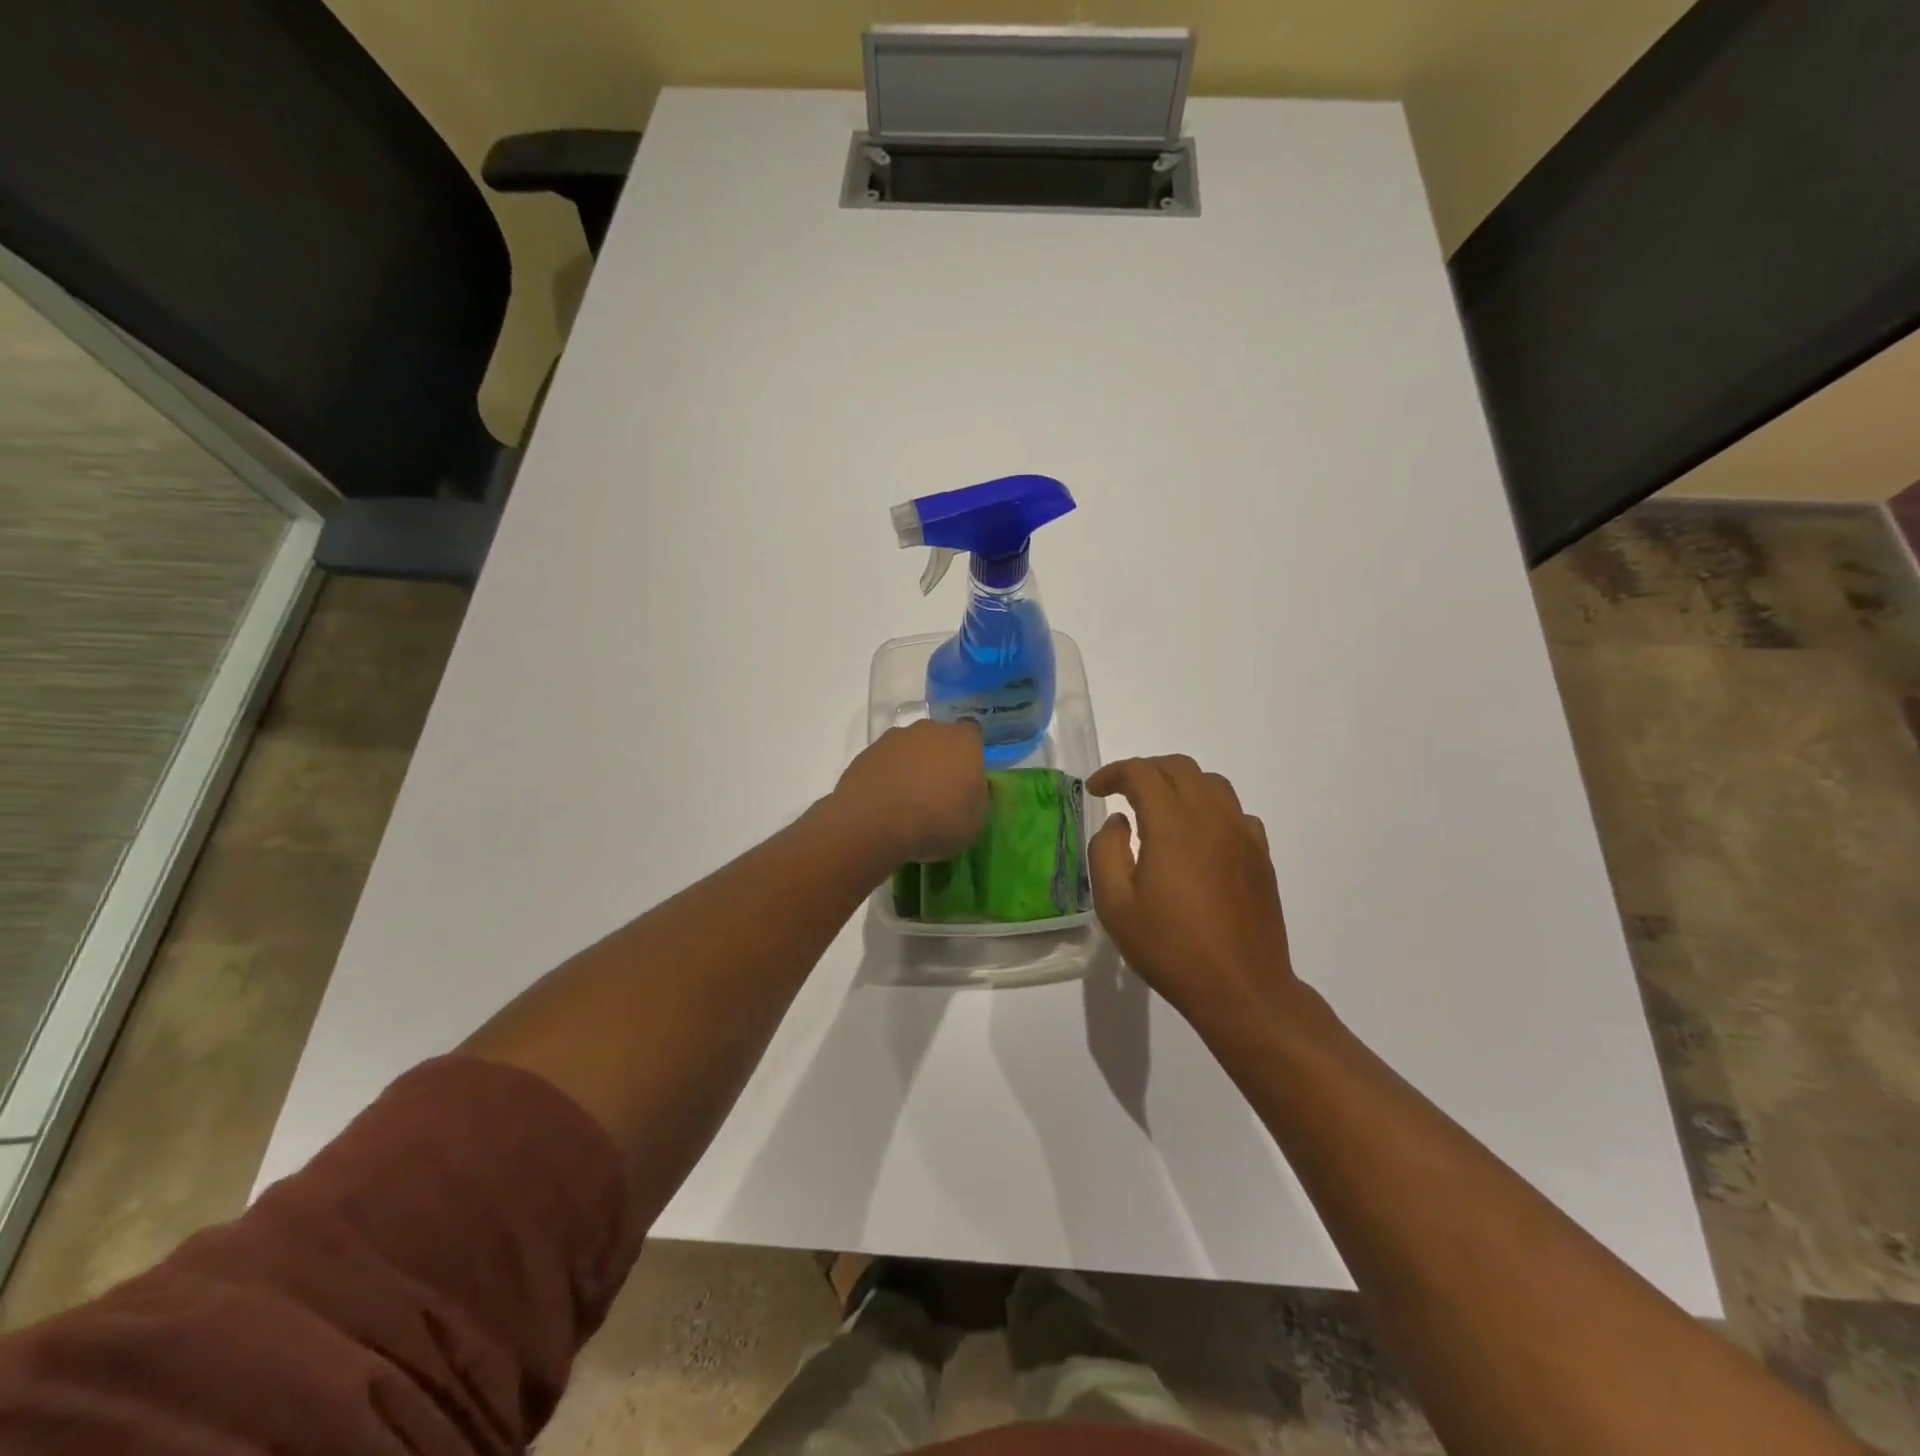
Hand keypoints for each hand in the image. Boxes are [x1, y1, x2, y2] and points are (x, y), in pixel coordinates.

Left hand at [833, 720, 988, 865]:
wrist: (874, 825)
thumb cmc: (936, 822)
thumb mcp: (975, 822)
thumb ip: (978, 797)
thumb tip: (973, 787)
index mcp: (962, 741)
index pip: (972, 733)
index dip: (969, 752)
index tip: (966, 776)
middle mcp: (929, 730)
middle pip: (938, 737)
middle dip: (939, 757)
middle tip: (937, 790)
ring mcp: (894, 739)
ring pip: (909, 748)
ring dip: (910, 765)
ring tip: (906, 799)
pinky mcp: (866, 753)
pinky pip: (884, 761)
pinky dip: (886, 775)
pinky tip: (884, 802)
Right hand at [1086, 755, 1299, 1034]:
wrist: (1242, 988)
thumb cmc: (1171, 948)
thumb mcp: (1115, 906)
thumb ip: (1106, 852)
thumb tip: (1119, 822)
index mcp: (1173, 825)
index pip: (1142, 773)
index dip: (1114, 773)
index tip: (1096, 790)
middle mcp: (1212, 817)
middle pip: (1179, 767)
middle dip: (1146, 770)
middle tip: (1123, 792)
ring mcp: (1243, 833)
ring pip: (1211, 783)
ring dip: (1179, 784)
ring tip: (1158, 809)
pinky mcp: (1260, 854)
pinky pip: (1234, 811)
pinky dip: (1208, 808)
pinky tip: (1196, 838)